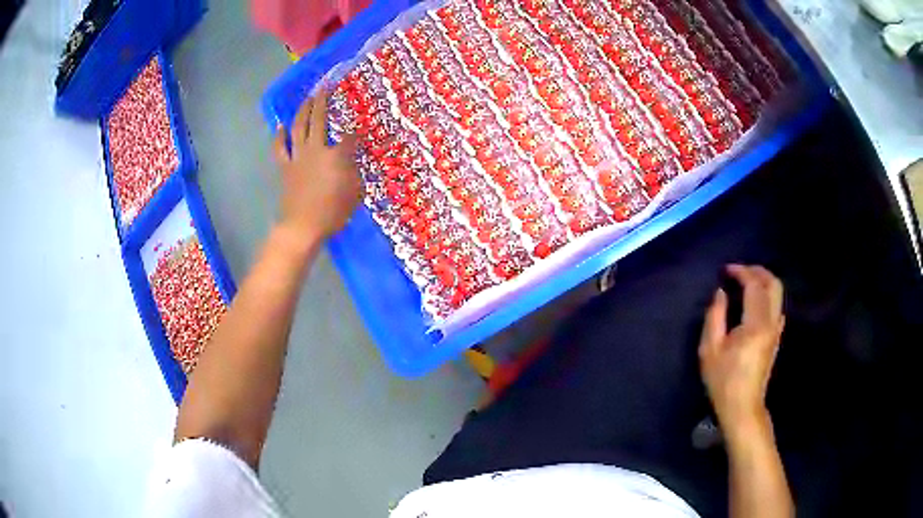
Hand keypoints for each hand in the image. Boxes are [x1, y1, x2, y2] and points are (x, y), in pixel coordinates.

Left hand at [272, 93, 360, 244]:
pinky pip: (280, 148)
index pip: (351, 138)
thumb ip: (355, 172)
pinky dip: (280, 136)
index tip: (361, 131)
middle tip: (325, 85)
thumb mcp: (356, 193)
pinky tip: (281, 126)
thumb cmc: (333, 212)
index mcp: (337, 155)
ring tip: (307, 97)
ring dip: (303, 109)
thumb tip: (353, 159)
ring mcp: (298, 156)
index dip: (358, 133)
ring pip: (299, 126)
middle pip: (319, 119)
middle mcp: (316, 149)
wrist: (302, 226)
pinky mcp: (285, 166)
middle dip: (323, 100)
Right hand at [699, 265, 784, 438]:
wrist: (743, 406)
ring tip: (745, 281)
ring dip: (763, 281)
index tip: (726, 270)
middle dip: (757, 271)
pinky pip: (777, 305)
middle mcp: (771, 322)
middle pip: (773, 283)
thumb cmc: (723, 381)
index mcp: (755, 324)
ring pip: (778, 293)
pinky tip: (754, 301)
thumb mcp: (710, 350)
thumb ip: (715, 316)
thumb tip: (720, 293)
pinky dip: (767, 295)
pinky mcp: (776, 337)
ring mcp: (776, 329)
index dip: (741, 272)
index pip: (754, 285)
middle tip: (739, 270)